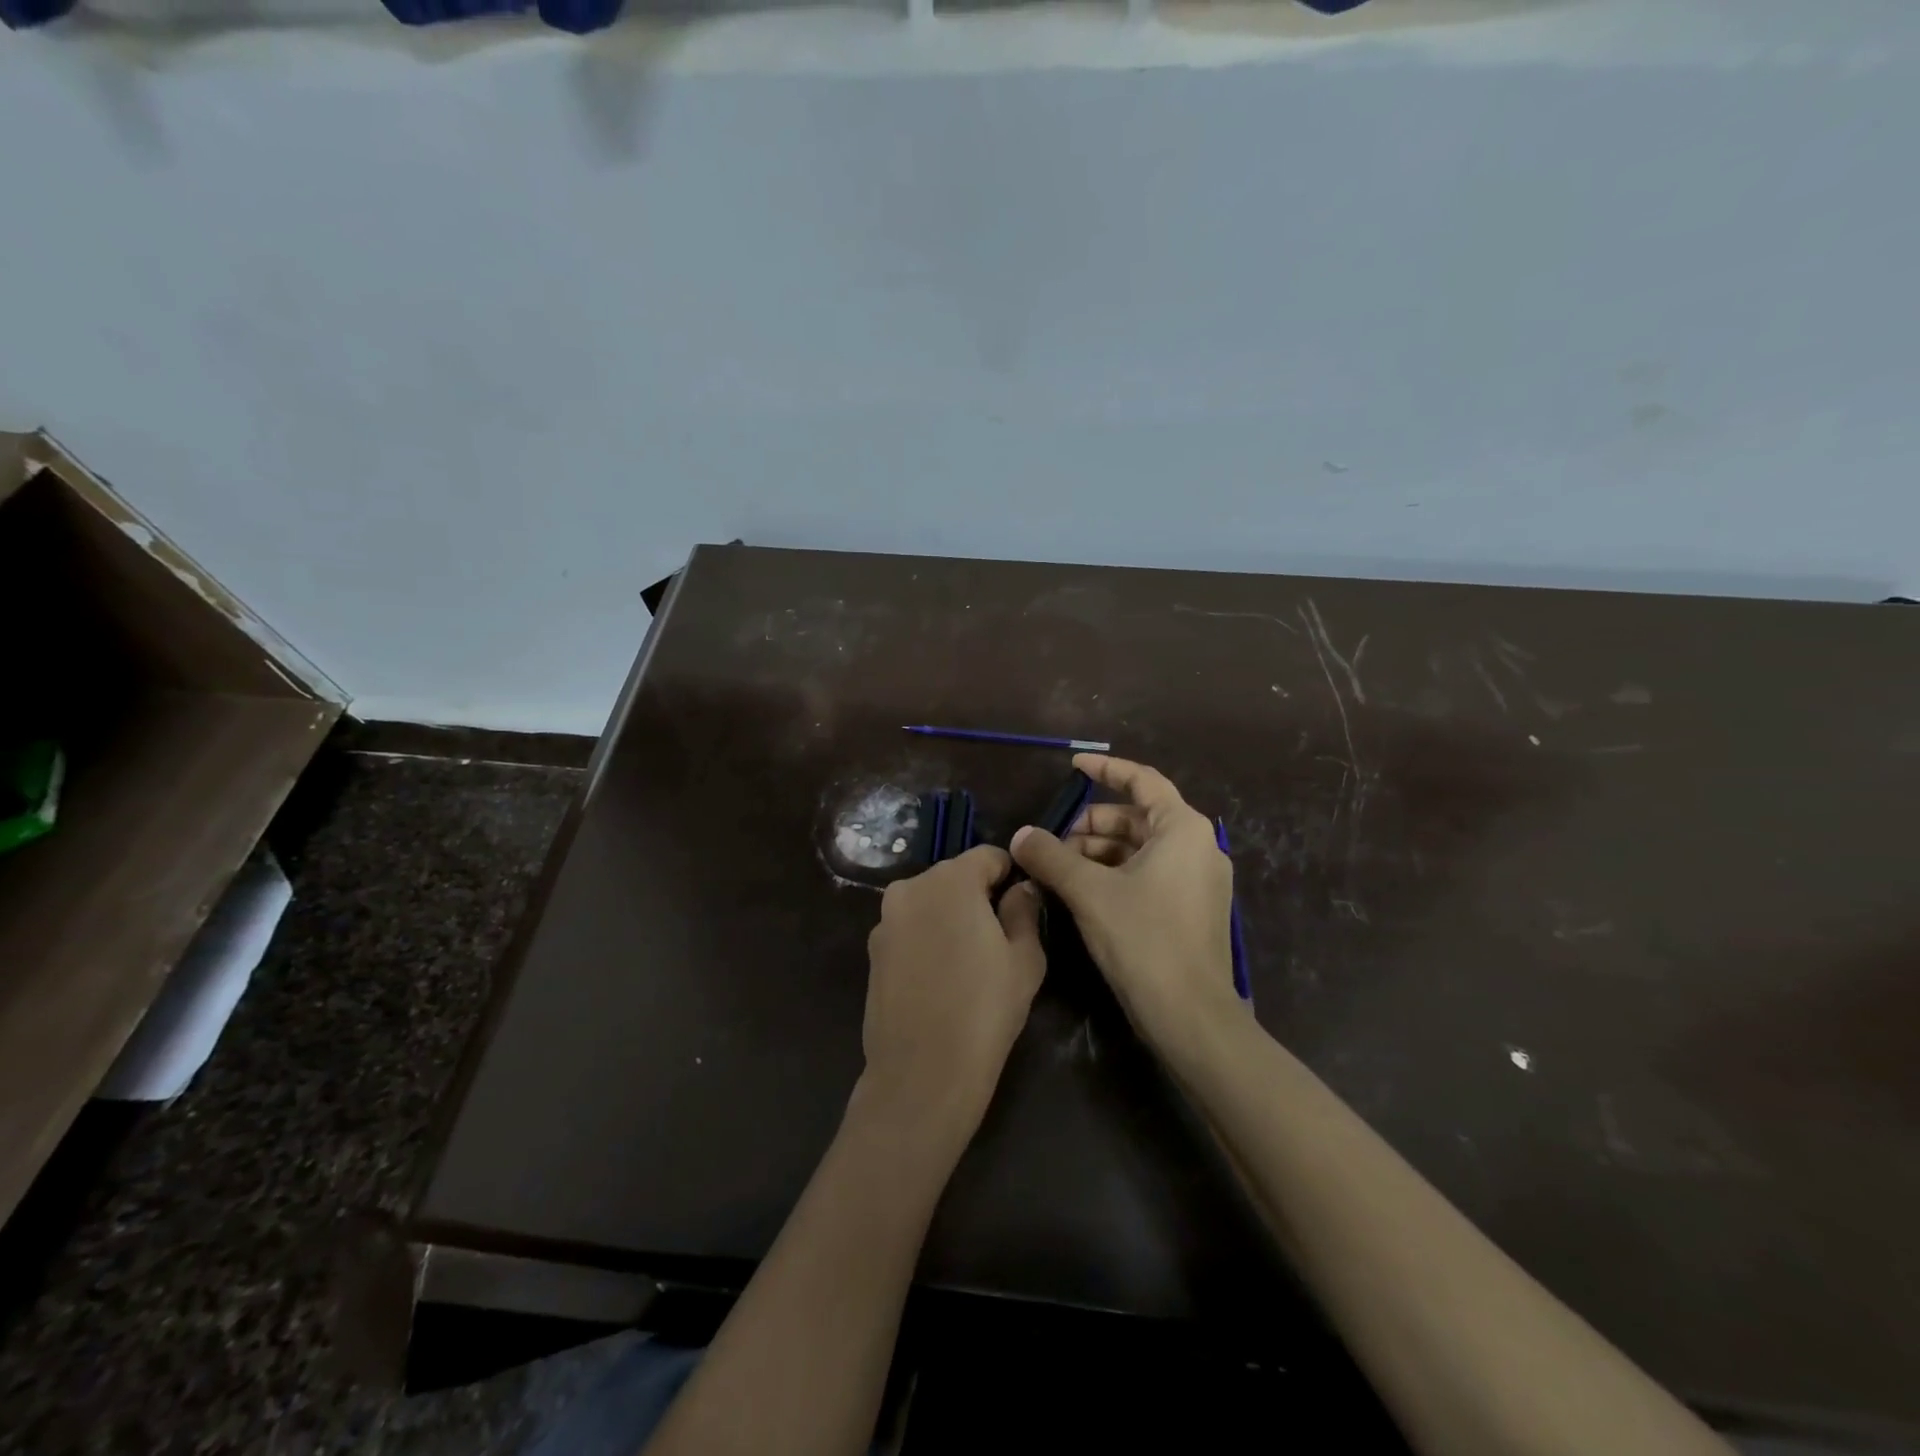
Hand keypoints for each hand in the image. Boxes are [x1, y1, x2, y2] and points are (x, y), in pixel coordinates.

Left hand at [859, 845, 1045, 1143]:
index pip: (988, 856)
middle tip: (1000, 934)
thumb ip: (1023, 911)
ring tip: (969, 958)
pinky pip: (909, 927)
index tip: (1023, 903)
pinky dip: (927, 937)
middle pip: (954, 876)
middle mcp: (911, 888)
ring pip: (929, 901)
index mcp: (950, 881)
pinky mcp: (872, 950)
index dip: (1010, 874)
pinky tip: (940, 975)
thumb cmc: (985, 1011)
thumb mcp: (1024, 958)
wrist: (922, 1073)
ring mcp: (885, 919)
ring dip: (950, 916)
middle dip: (978, 895)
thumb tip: (1021, 888)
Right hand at [1011, 754, 1242, 1055]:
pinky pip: (1150, 874)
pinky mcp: (1194, 909)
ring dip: (1099, 853)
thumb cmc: (1144, 940)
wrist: (1192, 1017)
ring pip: (1141, 848)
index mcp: (1182, 829)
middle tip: (1053, 841)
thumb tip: (1020, 835)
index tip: (1073, 767)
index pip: (1142, 780)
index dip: (1105, 769)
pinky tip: (1083, 892)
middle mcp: (1198, 846)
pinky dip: (1116, 873)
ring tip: (1059, 870)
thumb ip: (1051, 857)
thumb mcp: (1089, 892)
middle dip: (1092, 825)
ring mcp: (1199, 880)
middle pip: (1137, 817)